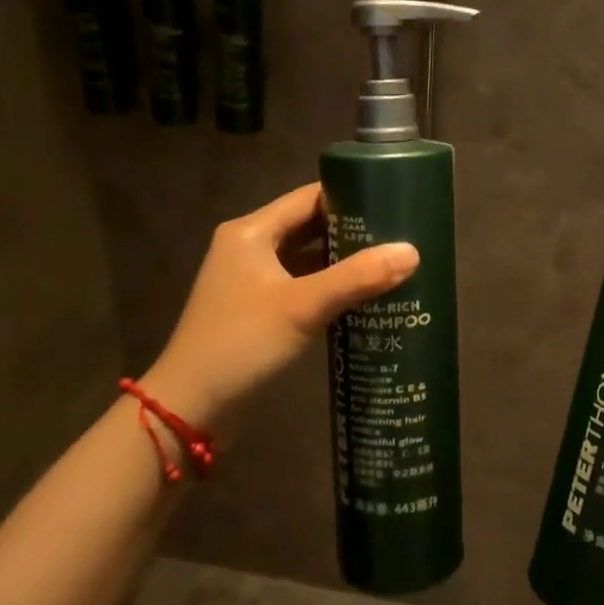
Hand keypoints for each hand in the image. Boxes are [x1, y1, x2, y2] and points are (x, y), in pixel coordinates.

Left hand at [142, 183, 417, 428]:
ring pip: (308, 258)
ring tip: (392, 260)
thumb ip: (357, 277)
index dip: (350, 195)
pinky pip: (302, 285)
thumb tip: (413, 251)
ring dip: (343, 260)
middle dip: (353, 230)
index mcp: (251, 233)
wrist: (190, 409)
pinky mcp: (259, 310)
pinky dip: (331, 287)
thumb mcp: (303, 307)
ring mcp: (253, 281)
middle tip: (401, 233)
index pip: (308, 198)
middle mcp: (249, 248)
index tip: (393, 200)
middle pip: (309, 226)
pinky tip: (365, 295)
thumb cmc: (241, 344)